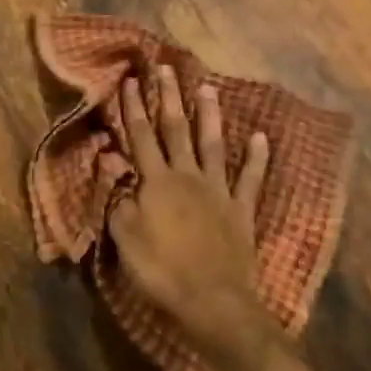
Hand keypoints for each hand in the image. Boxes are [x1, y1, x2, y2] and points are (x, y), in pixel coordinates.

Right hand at [108, 65, 272, 359]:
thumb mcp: (124, 236)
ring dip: (208, 115)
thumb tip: (110, 159)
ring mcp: (218, 191)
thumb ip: (118, 195)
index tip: (129, 80)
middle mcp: (187, 177)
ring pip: (212, 144)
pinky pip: (251, 178)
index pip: (140, 136)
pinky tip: (260, 136)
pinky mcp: (241, 210)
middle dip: (168, 98)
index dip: (133, 107)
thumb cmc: (160, 270)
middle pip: (175, 130)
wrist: (213, 302)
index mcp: (156, 182)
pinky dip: (256, 156)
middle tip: (166, 69)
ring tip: (207, 87)